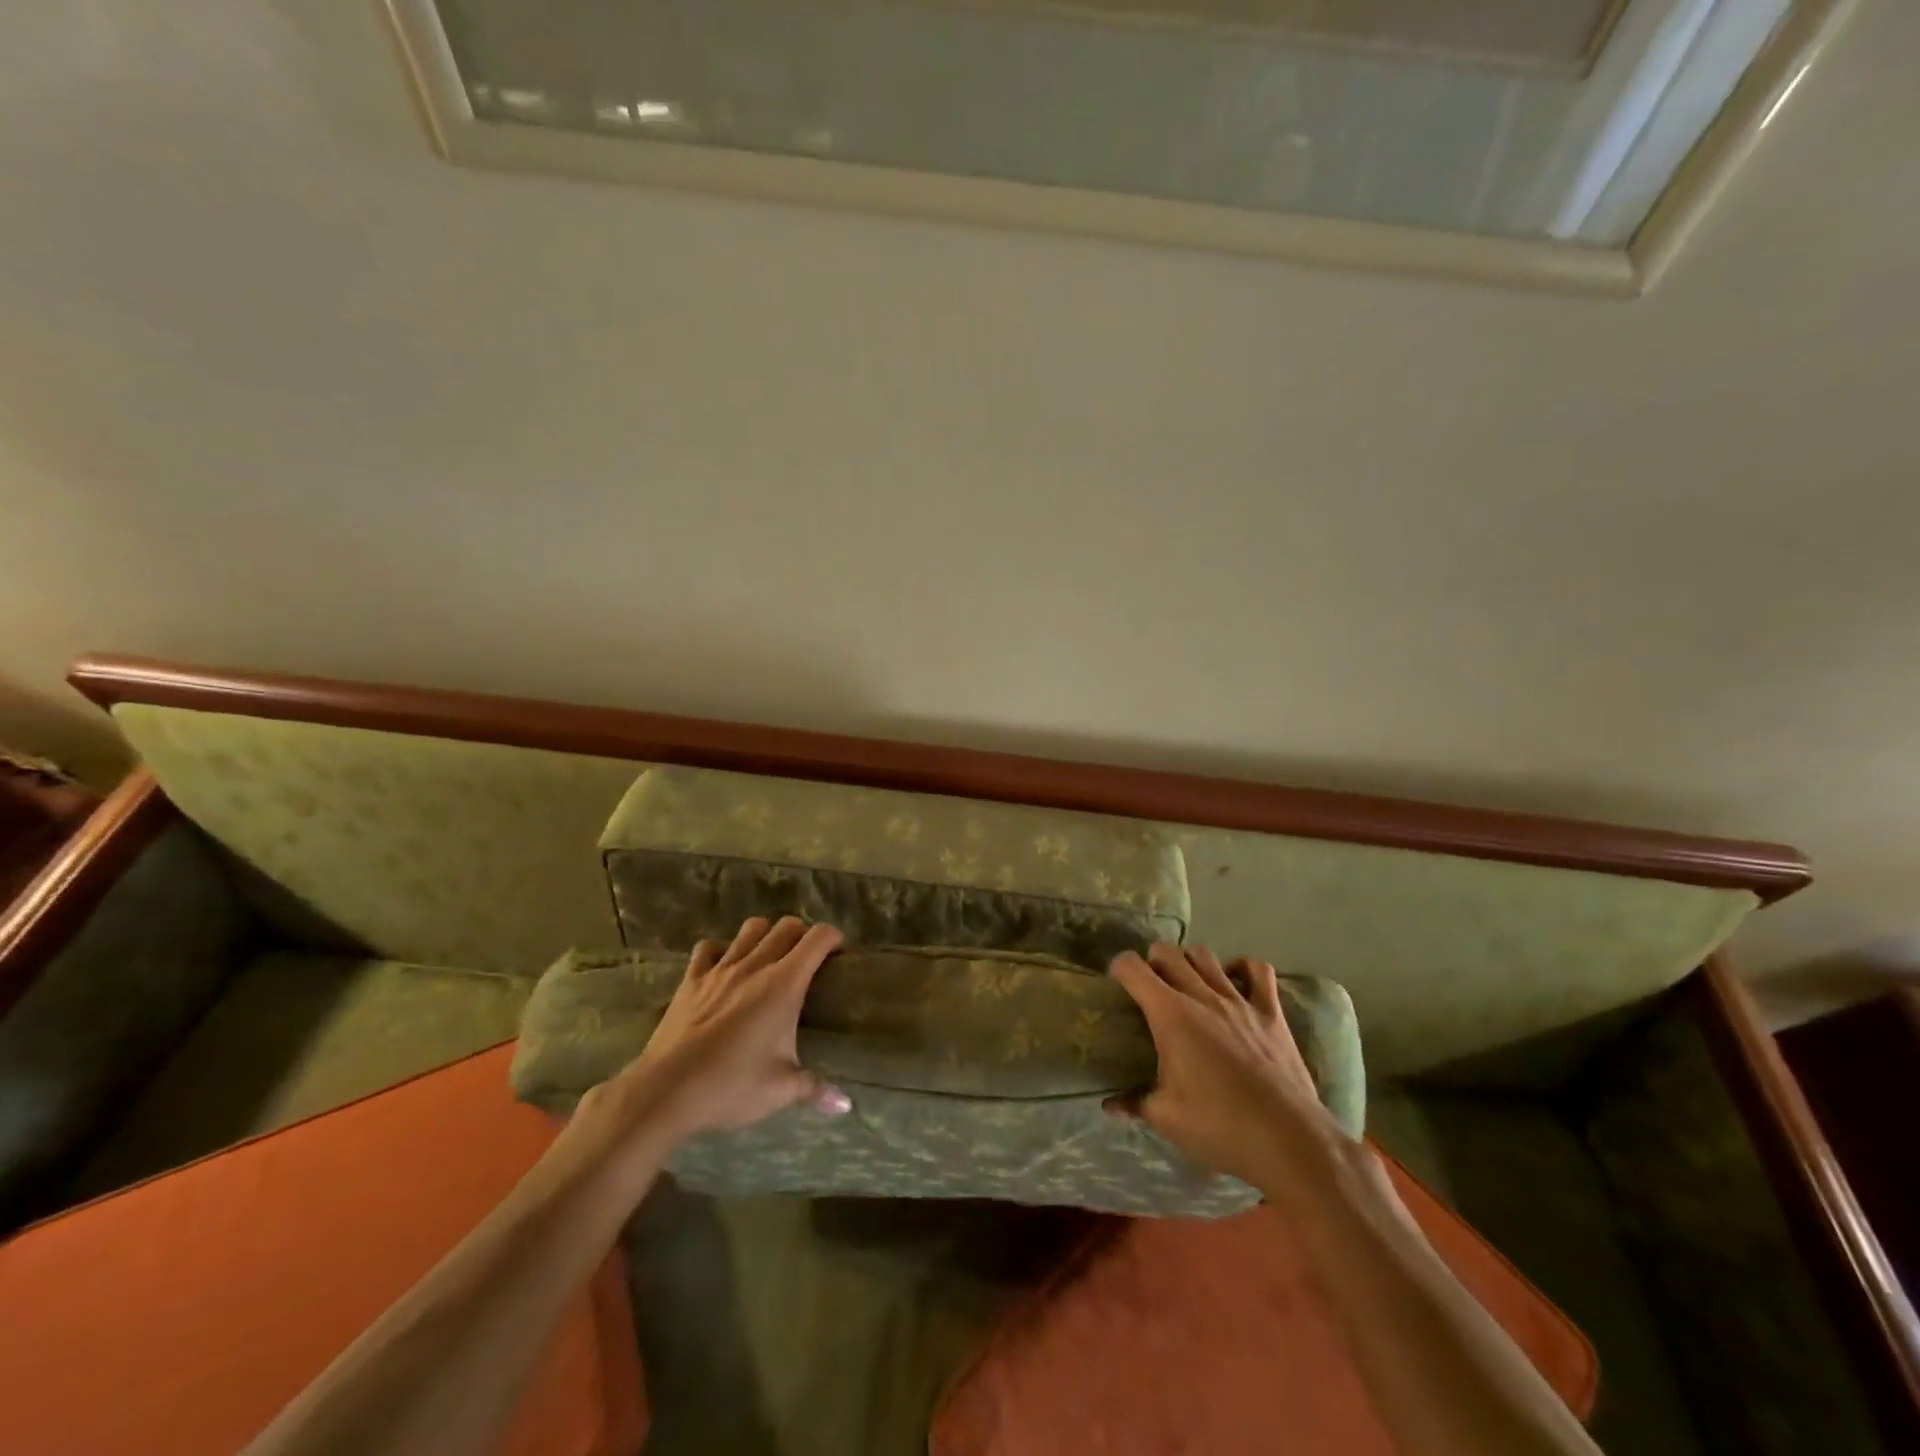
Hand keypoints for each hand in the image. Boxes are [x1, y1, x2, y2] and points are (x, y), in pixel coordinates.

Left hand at [567, 917, 850, 1185]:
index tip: (840, 952)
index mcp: (783, 984)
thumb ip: (816, 1089)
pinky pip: (707, 949)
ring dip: (765, 935)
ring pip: (750, 929)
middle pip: (786, 926)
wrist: (665, 1092)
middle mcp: (754, 966)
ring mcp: (719, 970)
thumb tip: (845, 1105)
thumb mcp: (781, 1090)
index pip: (817, 939)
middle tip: (808, 958)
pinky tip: (723, 968)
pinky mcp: (691, 980)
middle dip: (803, 934)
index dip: (833, 938)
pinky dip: (720, 951)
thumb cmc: (731, 1086)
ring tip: (769, 956)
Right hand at [1108, 943, 1339, 1184]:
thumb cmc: (1220, 1127)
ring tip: (1186, 981)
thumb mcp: (1167, 1119)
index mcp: (1171, 1015)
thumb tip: (1110, 1105)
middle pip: (1169, 953)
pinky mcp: (1271, 1013)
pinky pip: (1258, 971)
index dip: (1119, 969)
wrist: (1289, 1141)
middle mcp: (1202, 996)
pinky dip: (1242, 968)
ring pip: (1206, 956)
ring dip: (1189, 961)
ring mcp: (1240, 1001)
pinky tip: (1234, 980)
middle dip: (1152, 961)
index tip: (1116, 982)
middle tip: (1150, 986)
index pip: (1134, 969)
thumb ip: (1135, 1103)